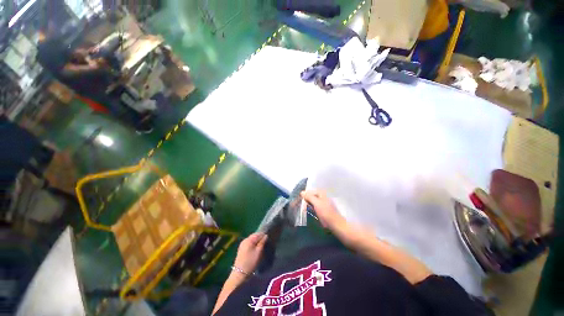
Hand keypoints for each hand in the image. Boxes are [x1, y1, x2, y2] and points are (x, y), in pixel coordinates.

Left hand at [233, 233, 267, 274]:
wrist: (240, 273)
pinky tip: (255, 249)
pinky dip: (253, 244)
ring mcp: (242, 244)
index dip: (264, 235)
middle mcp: (245, 239)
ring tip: (261, 246)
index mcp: (249, 239)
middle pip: (254, 236)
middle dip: (260, 238)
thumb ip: (262, 242)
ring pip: (252, 239)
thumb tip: (265, 235)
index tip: (268, 239)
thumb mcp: (259, 252)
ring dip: (256, 241)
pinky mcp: (241, 249)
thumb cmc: (251, 262)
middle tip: (265, 243)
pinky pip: (249, 243)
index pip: (258, 233)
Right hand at [301, 190, 345, 229]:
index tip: (299, 199)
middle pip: (312, 195)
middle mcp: (323, 196)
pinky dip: (312, 207)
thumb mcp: (316, 203)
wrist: (335, 225)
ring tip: (305, 208)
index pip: (310, 191)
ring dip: (309, 204)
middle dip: (306, 199)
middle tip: (302, 205)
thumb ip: (309, 196)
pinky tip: (310, 211)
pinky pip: (315, 206)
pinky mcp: (324, 209)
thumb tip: (302, 192)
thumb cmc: (326, 213)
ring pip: (313, 201)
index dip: (305, 194)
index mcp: (322, 193)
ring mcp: (323, 202)